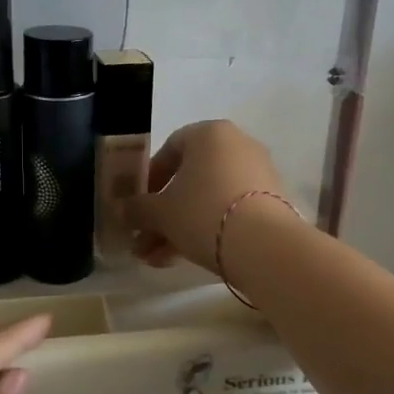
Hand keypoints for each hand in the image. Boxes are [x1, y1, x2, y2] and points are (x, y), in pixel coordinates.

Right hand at [125, 120, 292, 273]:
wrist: (264, 245)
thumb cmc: (203, 212)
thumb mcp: (160, 212)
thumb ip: (137, 209)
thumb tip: (122, 211)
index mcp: (209, 134)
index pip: (170, 148)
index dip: (149, 179)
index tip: (137, 205)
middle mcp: (238, 146)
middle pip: (189, 179)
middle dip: (162, 213)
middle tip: (142, 240)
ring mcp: (258, 174)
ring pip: (207, 199)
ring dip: (178, 228)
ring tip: (155, 260)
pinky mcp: (271, 202)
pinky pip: (229, 211)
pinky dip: (206, 230)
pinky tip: (182, 259)